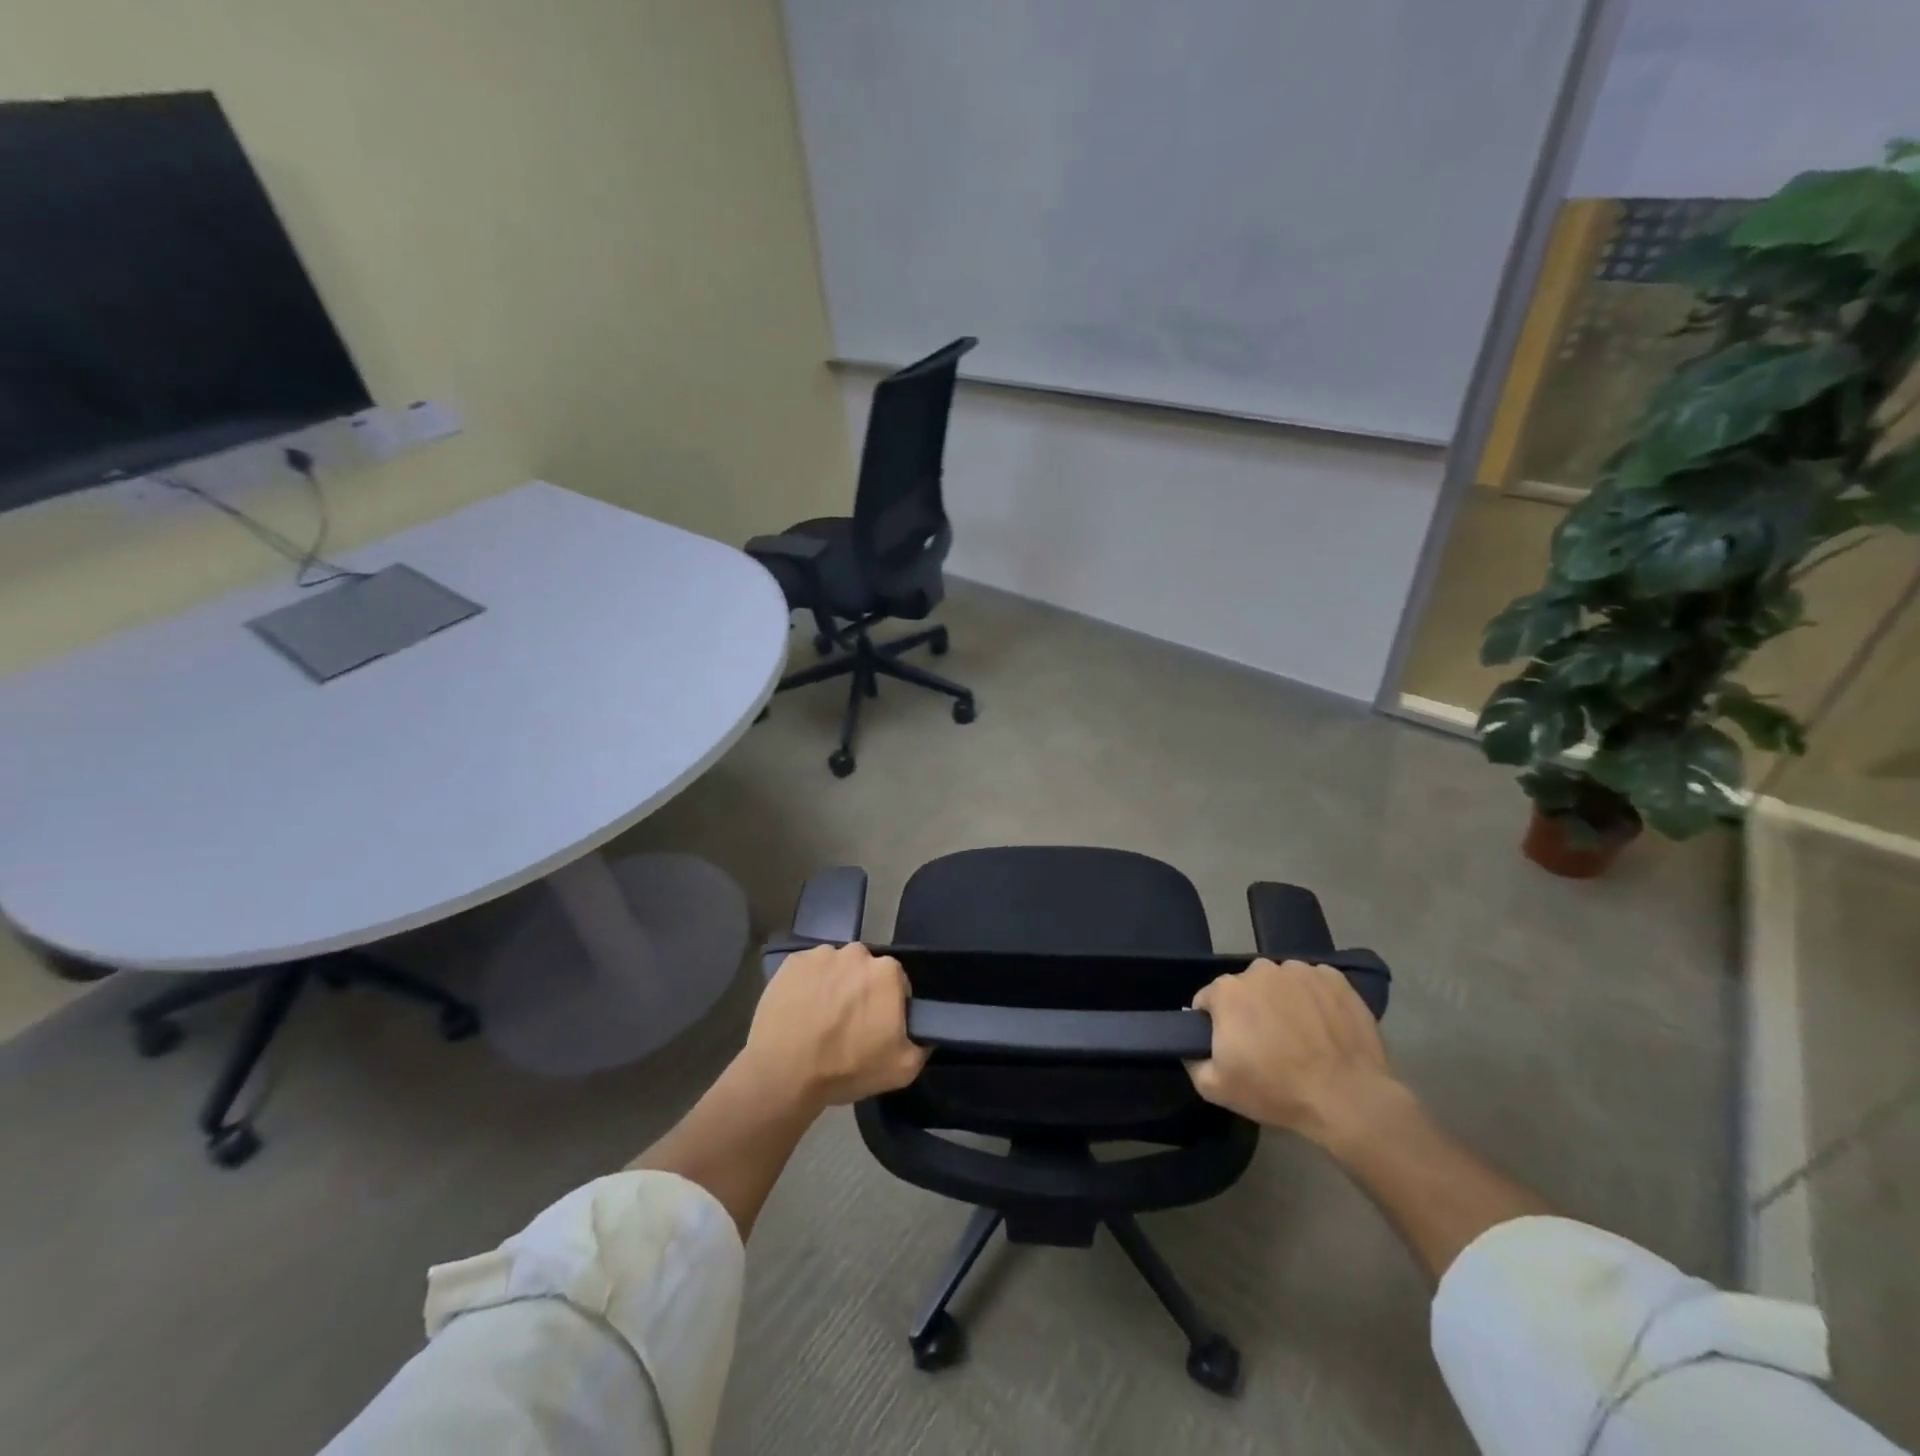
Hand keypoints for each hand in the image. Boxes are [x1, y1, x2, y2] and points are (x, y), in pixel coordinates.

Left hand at [741, 944, 927, 1108]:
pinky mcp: (792, 961)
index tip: (876, 1026)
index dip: (888, 1005)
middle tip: (848, 1023)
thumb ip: (922, 1043)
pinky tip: (800, 1010)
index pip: (897, 983)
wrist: (784, 1074)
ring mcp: (821, 954)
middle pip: (865, 970)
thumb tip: (922, 1031)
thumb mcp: (902, 1068)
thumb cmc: (847, 1068)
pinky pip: (809, 969)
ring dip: (834, 985)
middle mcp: (857, 953)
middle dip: (861, 990)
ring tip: (820, 1017)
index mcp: (887, 972)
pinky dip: (808, 984)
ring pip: (836, 967)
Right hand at [1188, 959, 1400, 1145]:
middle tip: (1267, 1045)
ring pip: (1281, 984)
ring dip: (1283, 1002)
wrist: (1348, 1098)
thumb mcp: (1215, 1088)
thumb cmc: (1276, 1091)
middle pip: (1246, 988)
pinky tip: (1325, 1028)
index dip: (1215, 1025)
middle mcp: (1260, 970)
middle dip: (1251, 1010)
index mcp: (1227, 990)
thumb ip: (1192, 1061)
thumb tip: (1191, 1047)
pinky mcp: (1335, 979)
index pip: (1208, 1000)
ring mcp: (1300, 971)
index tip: (1231, 1048)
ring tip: (1300, 1037)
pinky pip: (1314, 984)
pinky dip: (1315, 1000)